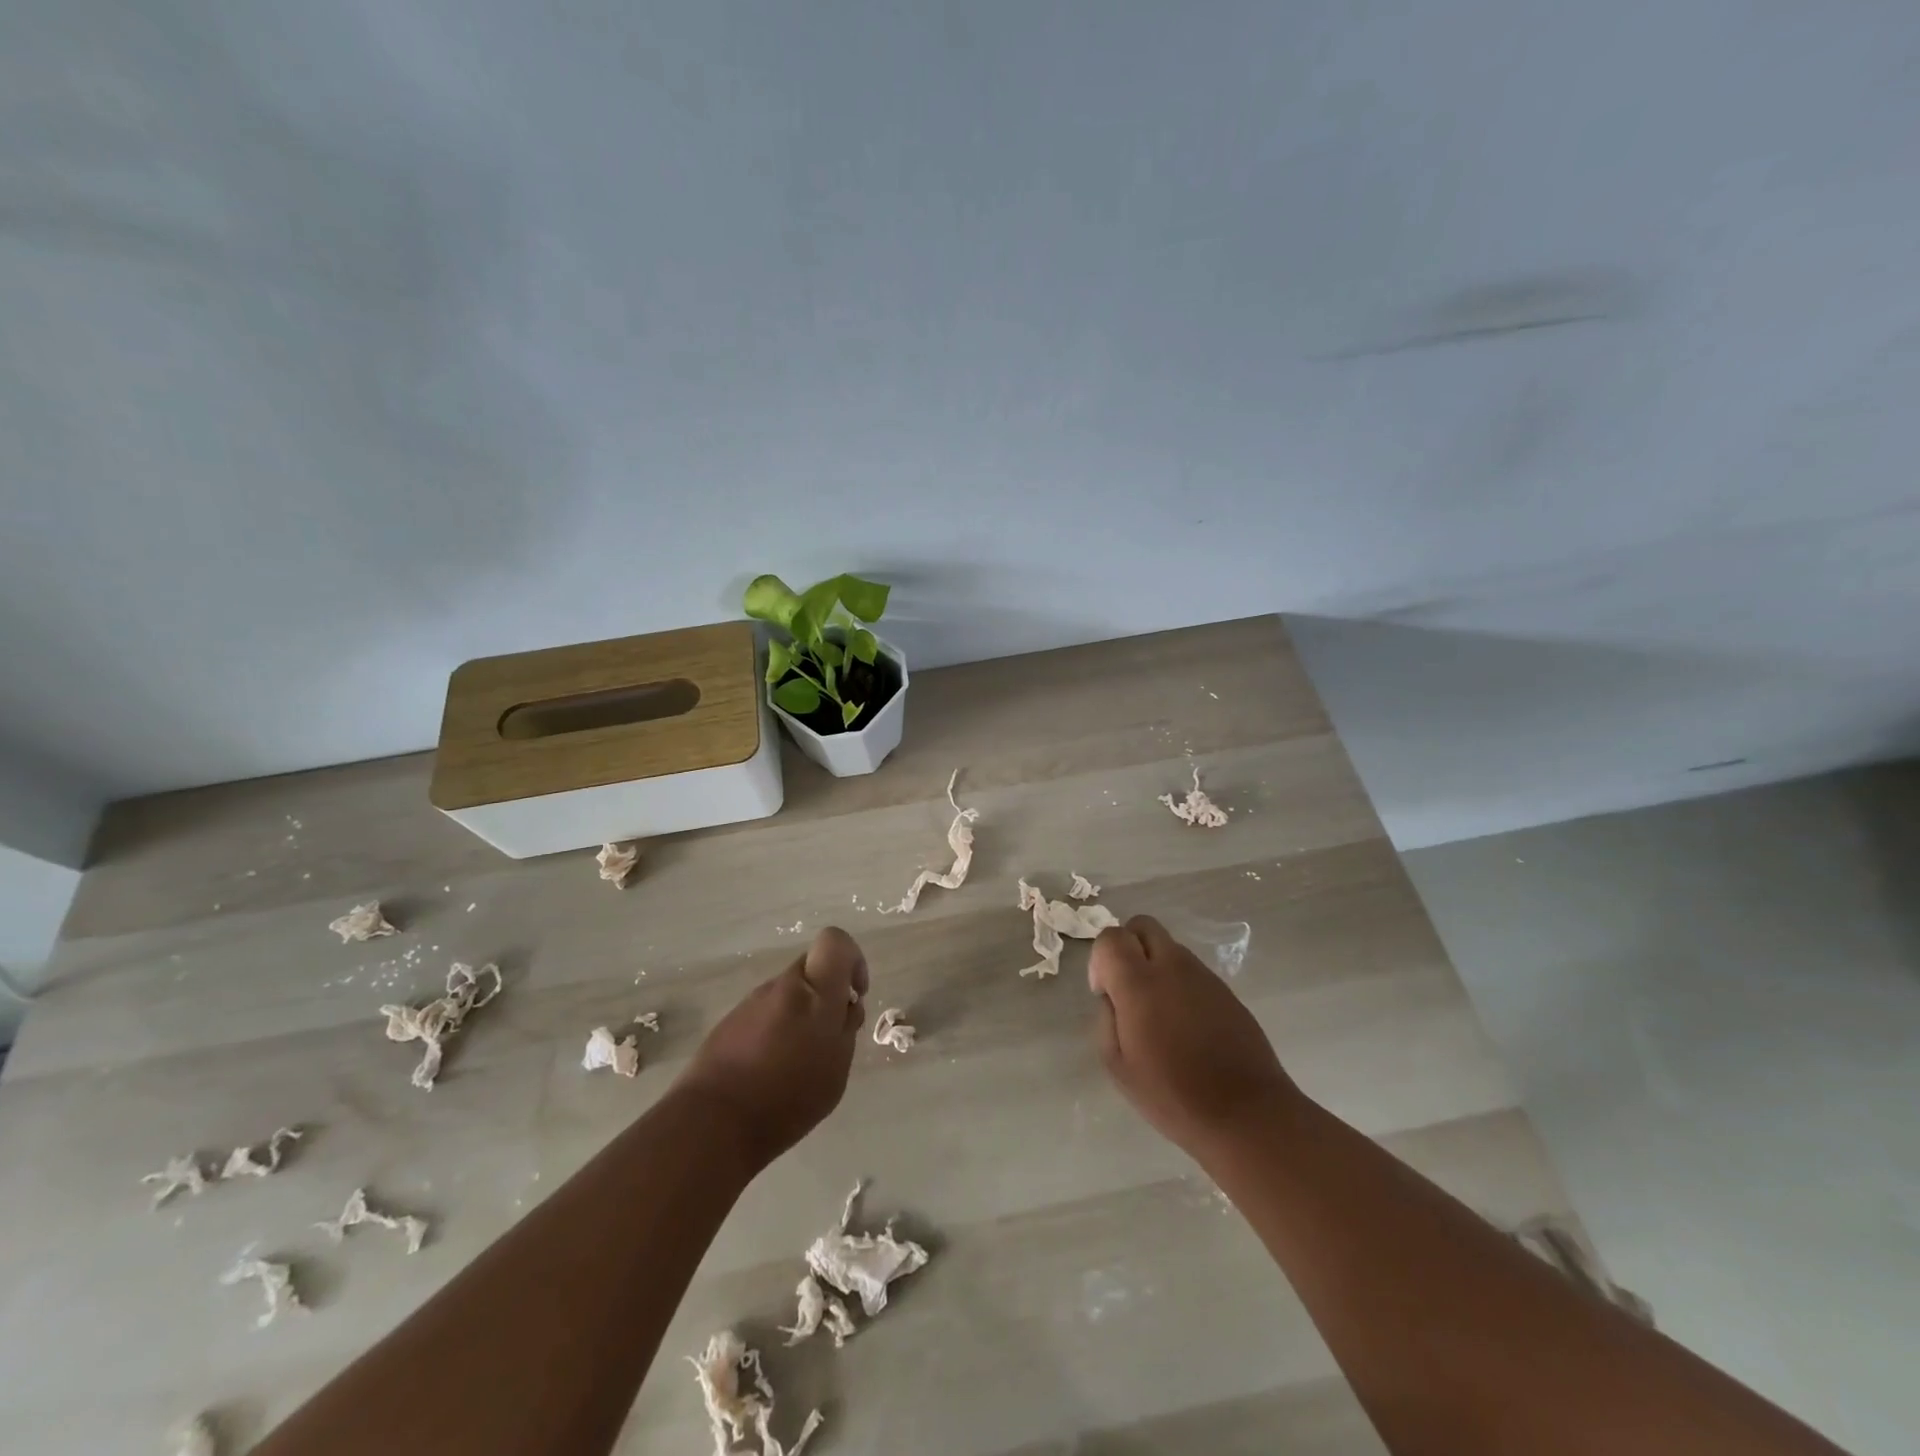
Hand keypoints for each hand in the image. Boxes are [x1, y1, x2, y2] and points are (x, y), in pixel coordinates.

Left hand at [672, 927, 868, 1168]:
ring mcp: (752, 1002)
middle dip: (826, 994)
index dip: (852, 959)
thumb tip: (846, 1005)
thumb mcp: (836, 1069)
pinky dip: (776, 1031)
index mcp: (815, 993)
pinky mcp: (730, 1021)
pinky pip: (766, 1013)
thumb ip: (846, 1029)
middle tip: (827, 1037)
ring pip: (788, 994)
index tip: (852, 995)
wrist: (712, 1123)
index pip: (835, 941)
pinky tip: (770, 1070)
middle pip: (812, 969)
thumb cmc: (787, 1098)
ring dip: (800, 1015)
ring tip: (796, 1063)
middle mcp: (782, 986)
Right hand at [1088, 915, 1296, 1160]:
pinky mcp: (1226, 990)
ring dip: (1155, 965)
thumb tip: (1113, 997)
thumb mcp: (1117, 1065)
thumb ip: (1106, 1018)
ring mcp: (1204, 975)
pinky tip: (1186, 1026)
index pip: (1111, 936)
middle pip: (1142, 925)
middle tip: (1128, 990)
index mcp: (1140, 983)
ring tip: (1159, 1015)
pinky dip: (1180, 984)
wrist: (1247, 1114)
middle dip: (1128, 947)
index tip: (1105, 993)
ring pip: (1169, 947)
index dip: (1101, 960)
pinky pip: (1192, 971)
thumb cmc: (1173, 1095)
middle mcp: (1173, 966)